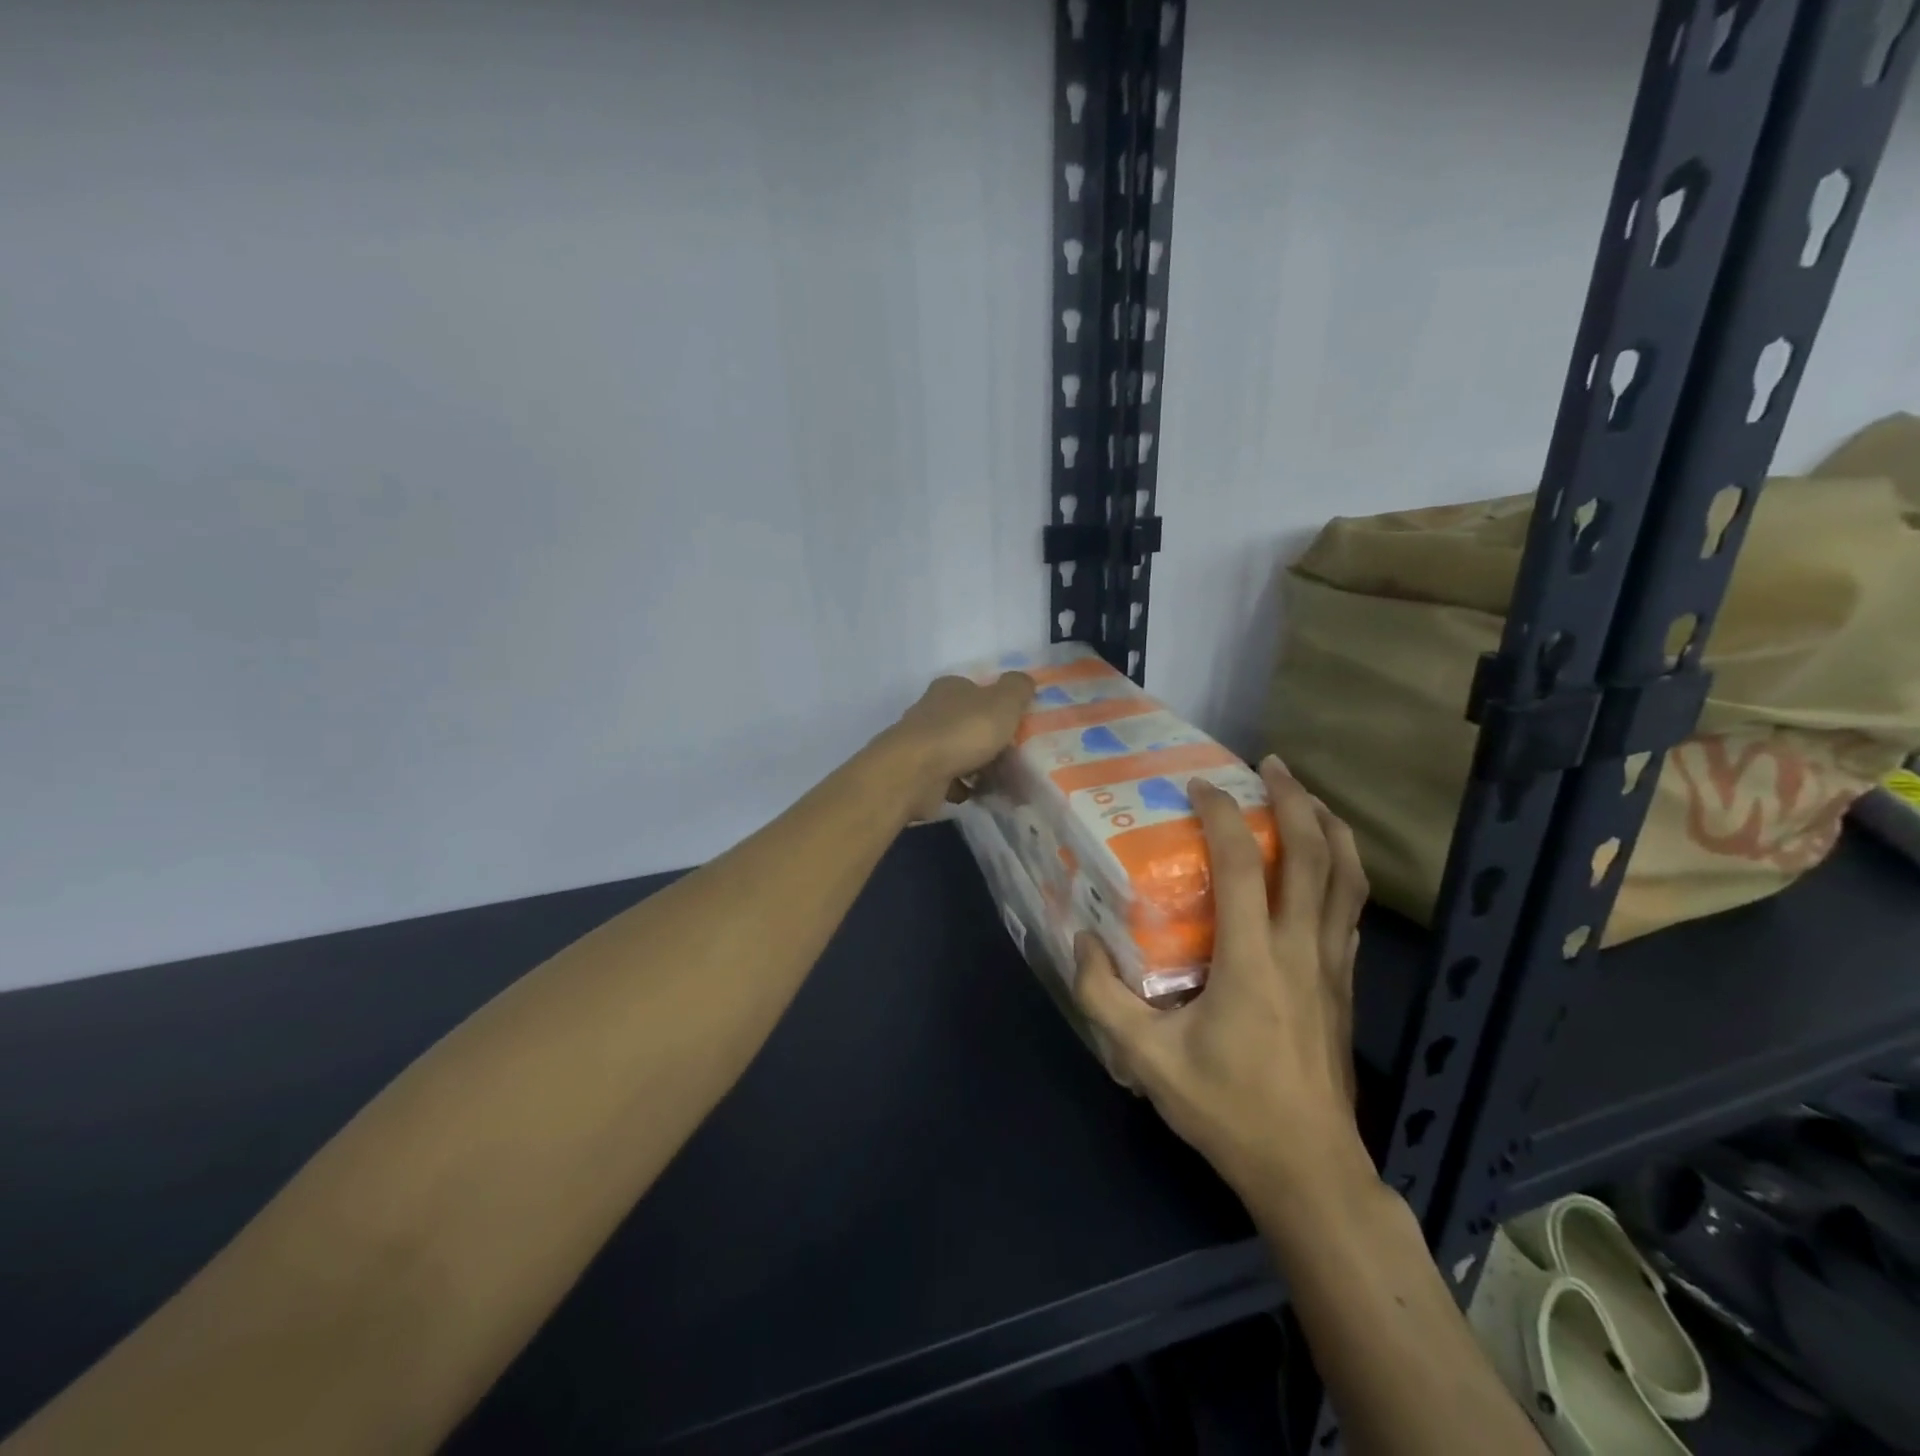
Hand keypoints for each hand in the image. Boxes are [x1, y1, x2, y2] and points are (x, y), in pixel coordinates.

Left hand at [882, 672, 1034, 822]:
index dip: (998, 704)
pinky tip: (979, 794)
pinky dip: (964, 787)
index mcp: (950, 688)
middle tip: (1017, 755)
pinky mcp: (918, 774)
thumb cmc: (963, 731)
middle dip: (991, 739)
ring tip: (1005, 779)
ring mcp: (922, 744)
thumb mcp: (1003, 701)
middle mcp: (932, 711)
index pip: (976, 689)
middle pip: (968, 722)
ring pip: (959, 752)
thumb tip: (1025, 680)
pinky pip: (949, 779)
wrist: (915, 774)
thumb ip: (1018, 688)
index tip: (1018, 723)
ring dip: (979, 765)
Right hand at [1071, 757, 1369, 1198]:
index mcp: (1251, 960)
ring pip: (1347, 878)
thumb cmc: (1227, 1109)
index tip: (1200, 787)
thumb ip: (1103, 998)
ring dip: (1331, 827)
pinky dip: (1345, 869)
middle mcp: (1299, 948)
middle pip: (1312, 855)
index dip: (1222, 816)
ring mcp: (1331, 964)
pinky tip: (1329, 861)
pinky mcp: (1344, 983)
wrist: (1309, 1169)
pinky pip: (1352, 909)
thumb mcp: (1146, 1060)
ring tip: (1307, 796)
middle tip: (1270, 766)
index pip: (1241, 866)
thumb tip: (1080, 941)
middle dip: (1293, 800)